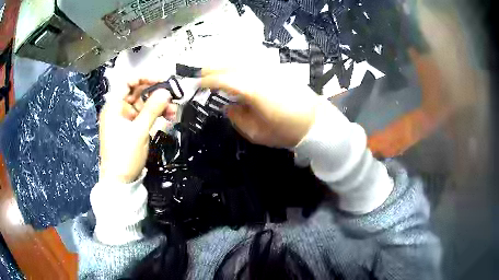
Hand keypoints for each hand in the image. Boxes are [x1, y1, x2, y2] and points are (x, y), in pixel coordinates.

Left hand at [99, 79, 177, 182]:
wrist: (120, 182)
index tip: (162, 79)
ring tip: (174, 110)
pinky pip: (144, 116)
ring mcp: (125, 119)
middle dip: (155, 93)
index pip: (128, 81)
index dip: (144, 77)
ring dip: (158, 105)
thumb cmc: (124, 155)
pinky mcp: (131, 129)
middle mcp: (118, 110)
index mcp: (114, 106)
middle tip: (172, 95)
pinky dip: (155, 116)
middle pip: (137, 92)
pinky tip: (168, 117)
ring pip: (143, 105)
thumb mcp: (139, 131)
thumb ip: (153, 109)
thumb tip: (166, 92)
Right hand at [200, 68, 320, 147]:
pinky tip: (236, 66)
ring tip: (216, 68)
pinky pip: (255, 61)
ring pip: (243, 59)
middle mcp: (260, 75)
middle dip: (214, 67)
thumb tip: (228, 107)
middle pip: (232, 65)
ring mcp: (271, 70)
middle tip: (202, 73)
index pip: (225, 80)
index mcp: (254, 91)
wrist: (315, 122)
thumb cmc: (286, 131)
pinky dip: (241, 61)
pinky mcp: (278, 69)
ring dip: (226, 62)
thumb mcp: (257, 133)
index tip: (198, 84)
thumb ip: (238, 119)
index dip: (209, 80)